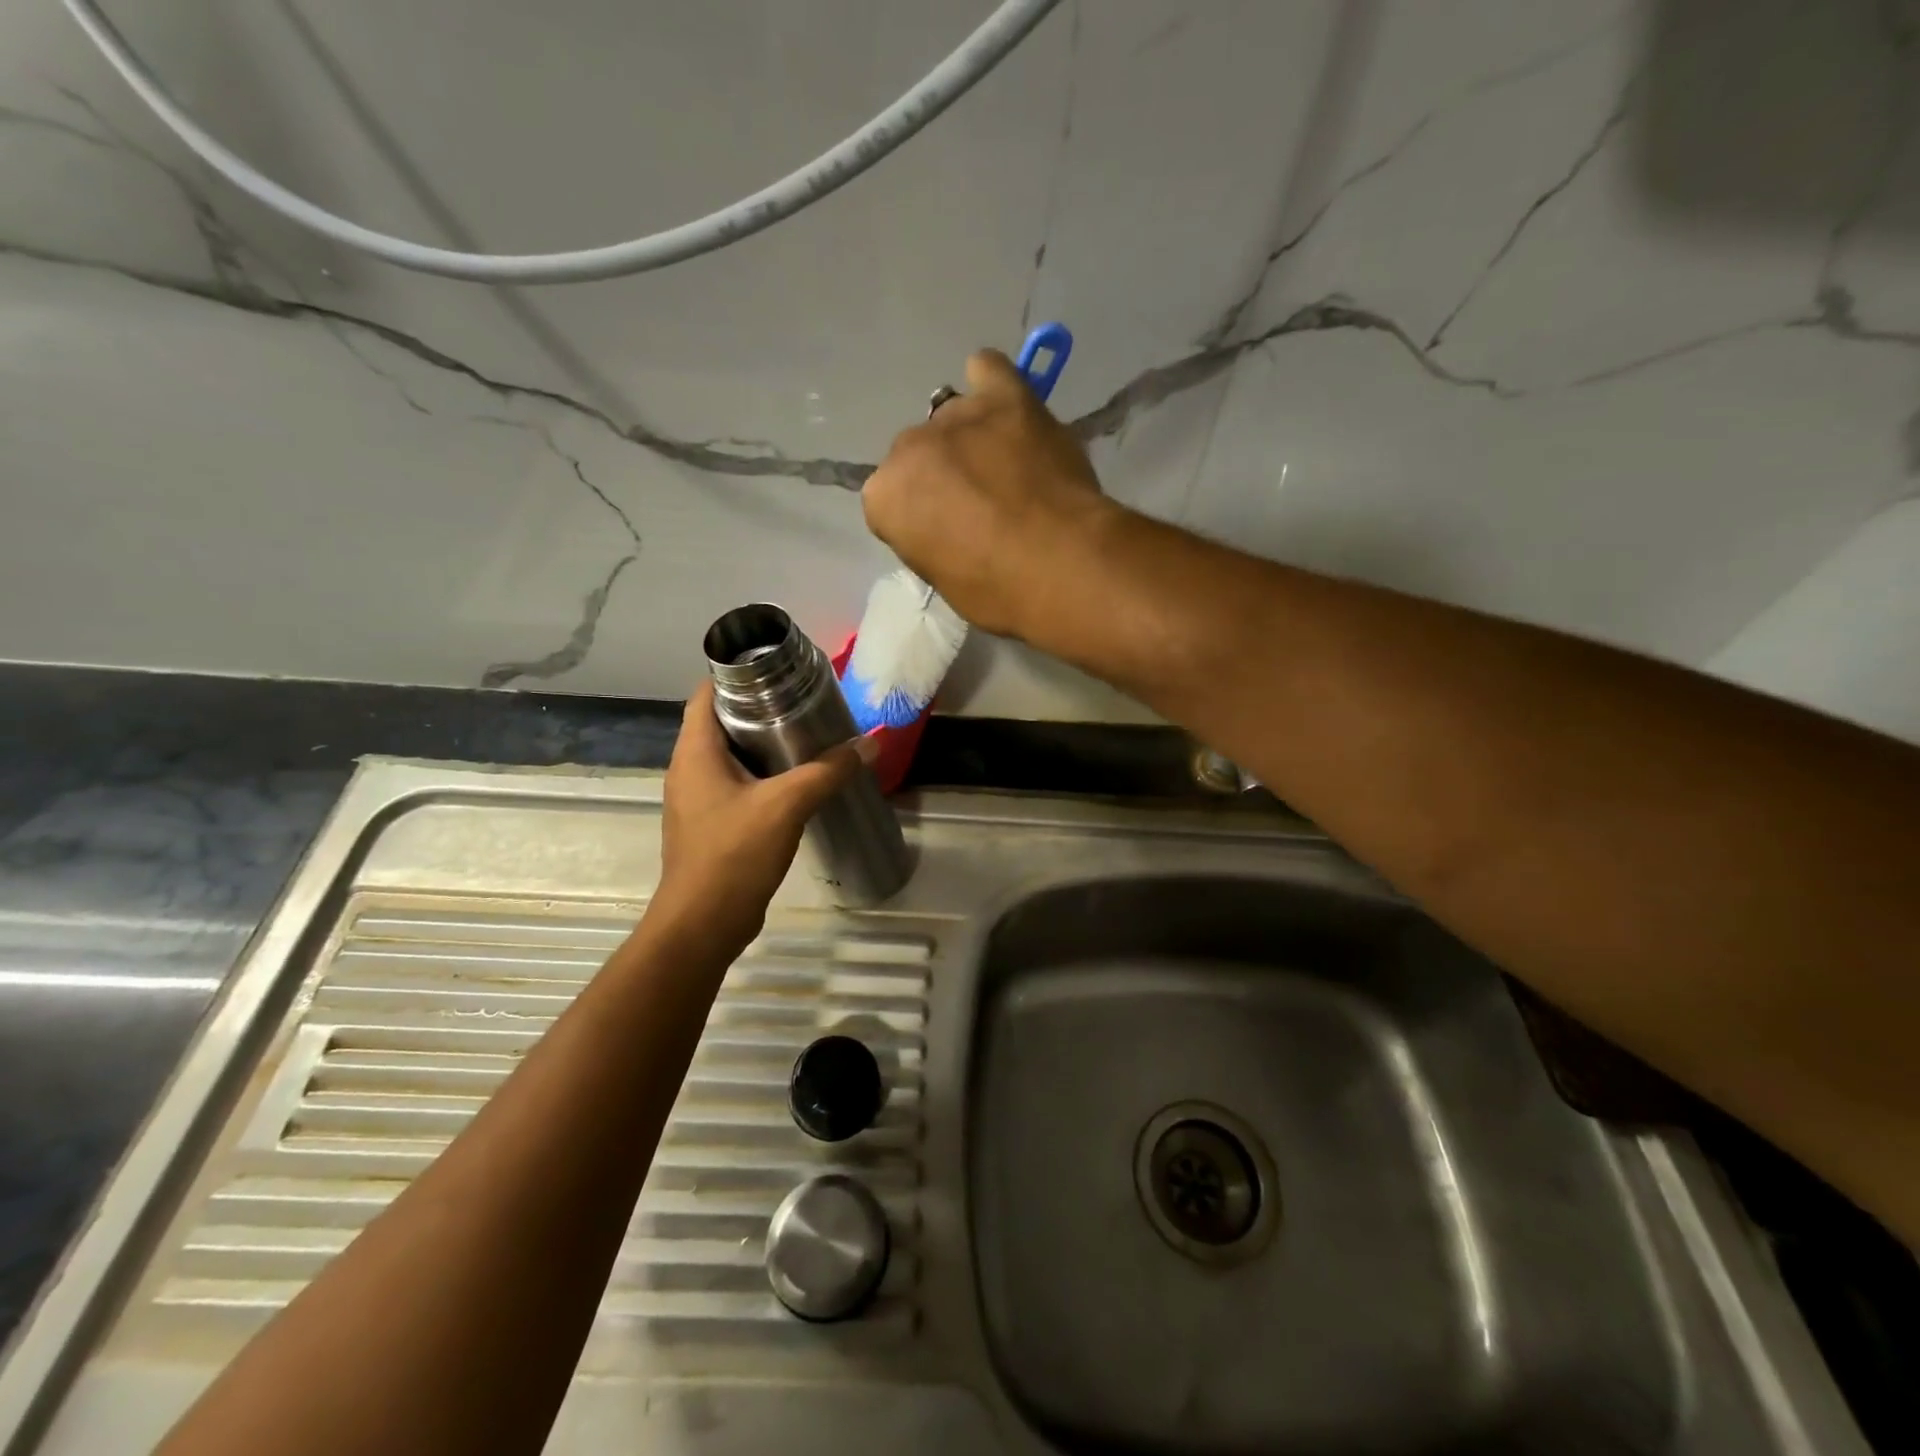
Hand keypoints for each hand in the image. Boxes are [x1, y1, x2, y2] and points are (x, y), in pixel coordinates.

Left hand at [652, 682, 873, 953]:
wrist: (703, 924)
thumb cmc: (734, 853)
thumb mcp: (787, 804)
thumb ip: (828, 771)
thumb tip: (870, 744)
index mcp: (695, 752)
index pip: (706, 693)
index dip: (737, 675)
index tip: (779, 671)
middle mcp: (689, 769)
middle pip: (720, 722)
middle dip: (760, 709)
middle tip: (804, 702)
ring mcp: (697, 800)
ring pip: (730, 757)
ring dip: (763, 746)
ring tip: (806, 736)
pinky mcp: (711, 825)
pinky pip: (736, 785)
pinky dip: (762, 776)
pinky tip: (796, 782)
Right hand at [862, 349, 1111, 639]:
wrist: (1059, 564)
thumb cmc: (997, 592)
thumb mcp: (944, 579)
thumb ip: (930, 539)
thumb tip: (946, 524)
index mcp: (883, 498)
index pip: (890, 500)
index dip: (920, 518)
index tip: (947, 535)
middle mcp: (907, 448)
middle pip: (917, 454)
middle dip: (941, 475)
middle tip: (980, 505)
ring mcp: (956, 416)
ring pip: (952, 417)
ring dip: (970, 439)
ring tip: (1006, 467)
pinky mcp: (1005, 395)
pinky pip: (987, 370)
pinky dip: (992, 384)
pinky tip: (1004, 404)